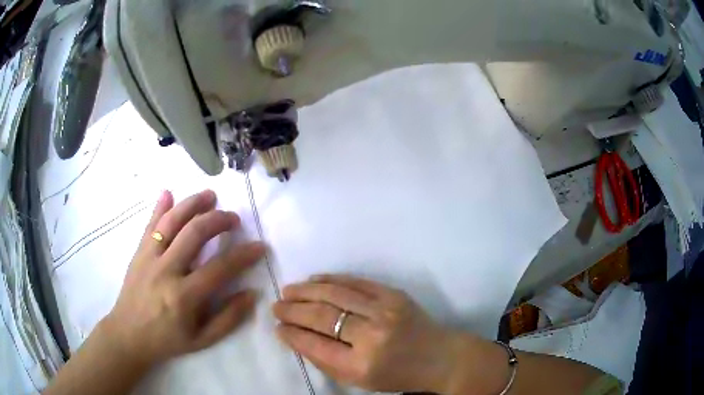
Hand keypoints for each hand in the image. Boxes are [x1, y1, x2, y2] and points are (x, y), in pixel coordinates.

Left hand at [103, 190, 264, 366]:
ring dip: (192, 204)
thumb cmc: (168, 340)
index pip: (219, 268)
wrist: (129, 334)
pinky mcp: (138, 253)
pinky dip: (159, 207)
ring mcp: (149, 258)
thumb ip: (229, 318)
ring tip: (210, 196)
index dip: (243, 255)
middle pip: (194, 234)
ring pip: (171, 222)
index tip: (259, 246)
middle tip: (233, 218)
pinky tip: (168, 193)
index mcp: (184, 297)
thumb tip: (252, 294)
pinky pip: (150, 225)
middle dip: (218, 220)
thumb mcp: (203, 340)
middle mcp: (165, 271)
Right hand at [273, 275, 470, 392]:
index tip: (277, 327)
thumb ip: (325, 361)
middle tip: (277, 307)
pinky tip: (314, 280)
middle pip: (322, 316)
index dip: (292, 334)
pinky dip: (331, 279)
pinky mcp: (394, 294)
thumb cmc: (396, 375)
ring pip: (335, 294)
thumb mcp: (358, 380)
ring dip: (306, 291)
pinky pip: (356, 282)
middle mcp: (371, 336)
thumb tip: (295, 337)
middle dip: (293, 311)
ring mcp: (384, 310)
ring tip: (288, 291)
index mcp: (361, 365)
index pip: (315, 345)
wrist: (439, 357)